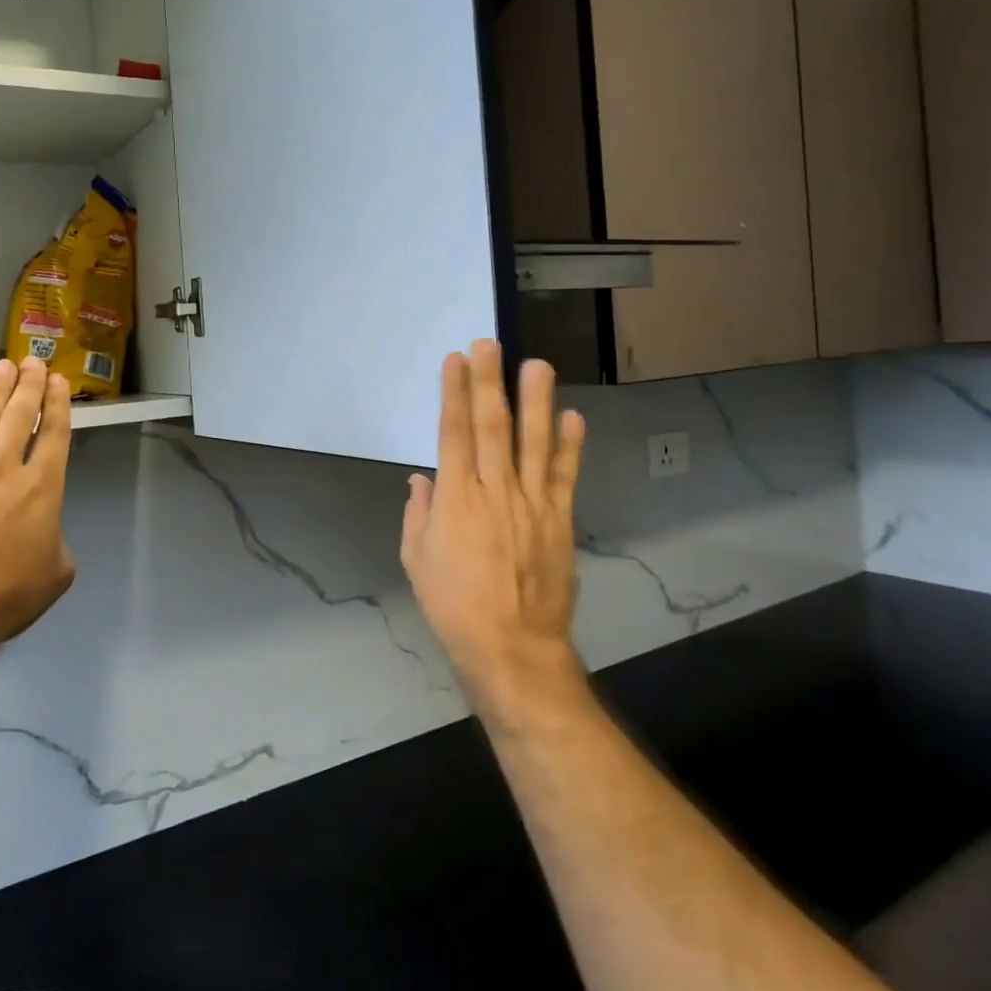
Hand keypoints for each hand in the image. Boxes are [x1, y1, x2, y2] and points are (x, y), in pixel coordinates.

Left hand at [0, 357, 76, 653]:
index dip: (56, 405)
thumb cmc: (5, 597)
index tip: (57, 381)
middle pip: (18, 417)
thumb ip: (55, 541)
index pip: (53, 435)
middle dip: (27, 386)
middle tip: (31, 361)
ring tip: (1, 368)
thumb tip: (43, 533)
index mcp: (42, 489)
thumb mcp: (55, 573)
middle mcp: (5, 471)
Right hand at [401, 341, 586, 721]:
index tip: (456, 360)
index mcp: (456, 499)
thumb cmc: (453, 605)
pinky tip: (574, 418)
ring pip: (534, 442)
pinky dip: (571, 447)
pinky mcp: (559, 521)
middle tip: (491, 342)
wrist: (512, 647)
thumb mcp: (416, 560)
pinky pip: (565, 477)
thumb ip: (419, 514)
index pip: (453, 433)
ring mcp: (532, 503)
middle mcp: (495, 490)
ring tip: (538, 365)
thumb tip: (422, 479)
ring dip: (536, 401)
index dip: (454, 393)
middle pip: (491, 426)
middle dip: (489, 382)